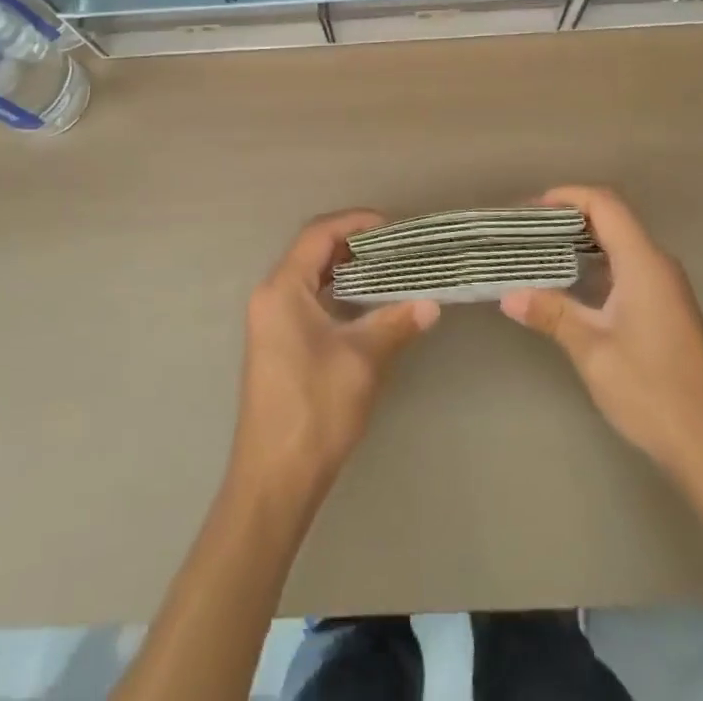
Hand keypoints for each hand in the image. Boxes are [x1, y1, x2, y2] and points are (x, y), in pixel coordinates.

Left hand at [230, 210, 439, 505]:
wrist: (275, 480)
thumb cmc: (315, 410)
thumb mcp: (362, 360)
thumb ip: (396, 323)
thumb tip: (432, 303)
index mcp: (283, 289)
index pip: (319, 234)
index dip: (356, 222)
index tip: (393, 226)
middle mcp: (271, 296)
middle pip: (313, 251)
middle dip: (354, 243)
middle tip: (396, 247)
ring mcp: (271, 321)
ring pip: (311, 276)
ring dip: (347, 268)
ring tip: (388, 270)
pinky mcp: (277, 342)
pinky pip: (308, 299)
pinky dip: (337, 292)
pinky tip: (367, 304)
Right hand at [501, 185, 702, 473]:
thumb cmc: (652, 391)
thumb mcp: (592, 351)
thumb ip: (552, 314)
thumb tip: (508, 296)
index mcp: (644, 263)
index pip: (605, 204)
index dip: (568, 196)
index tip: (531, 211)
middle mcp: (659, 265)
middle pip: (613, 219)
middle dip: (569, 218)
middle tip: (528, 234)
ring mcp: (667, 288)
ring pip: (621, 245)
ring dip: (583, 244)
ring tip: (542, 256)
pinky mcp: (668, 310)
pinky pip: (629, 268)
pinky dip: (598, 266)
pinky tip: (573, 289)